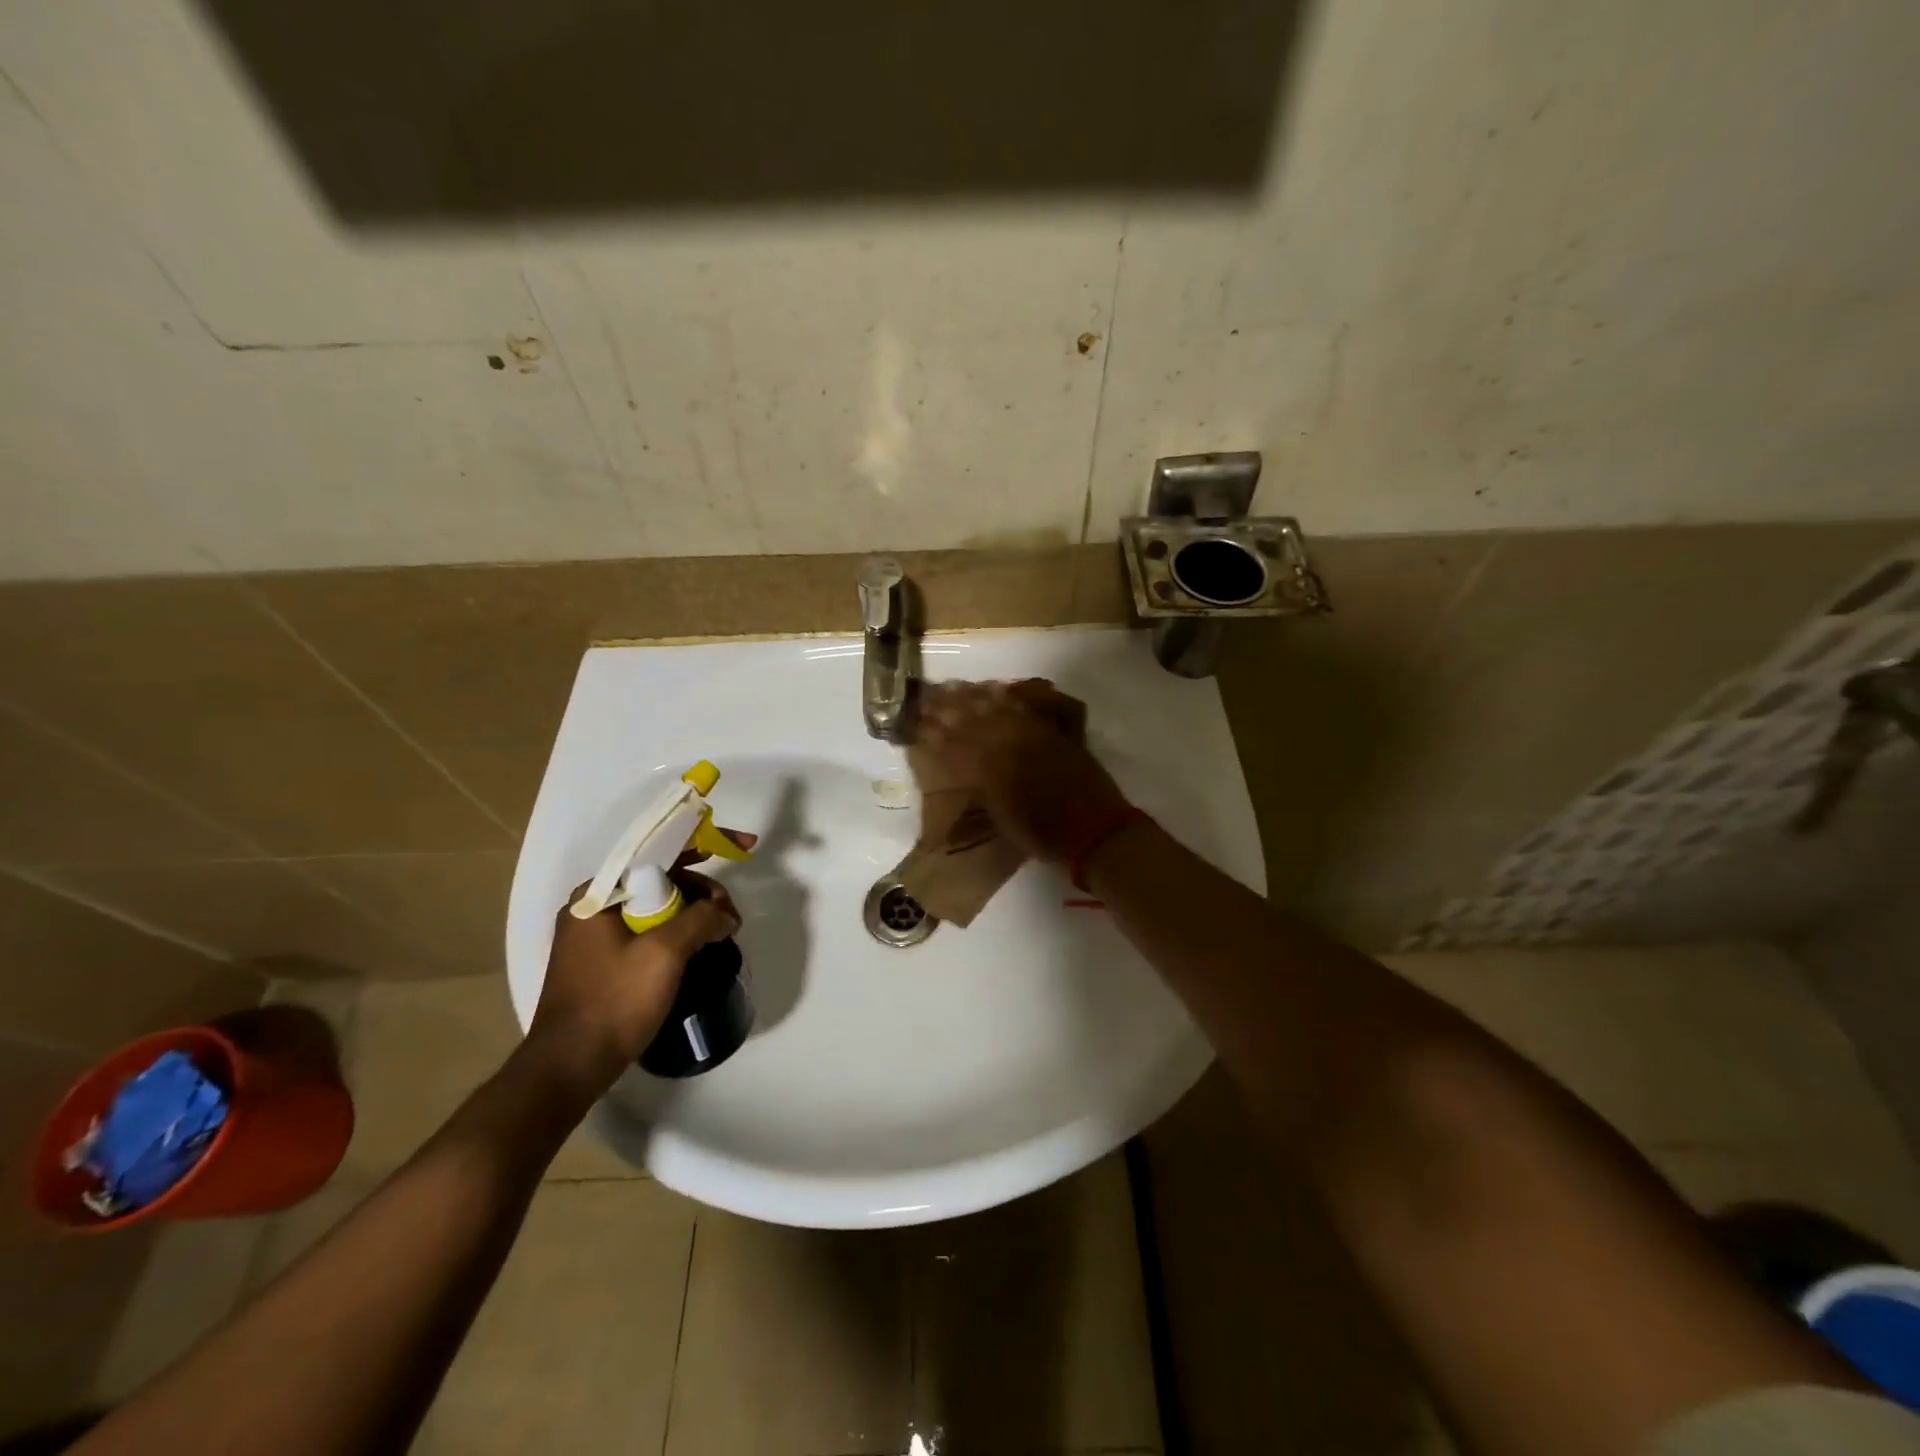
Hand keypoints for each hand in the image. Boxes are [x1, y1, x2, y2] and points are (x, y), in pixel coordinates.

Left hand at [524, 834, 753, 1104]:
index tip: (745, 845)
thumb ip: (701, 919)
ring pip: (656, 906)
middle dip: (703, 890)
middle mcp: (593, 907)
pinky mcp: (601, 962)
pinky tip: (699, 946)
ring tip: (722, 935)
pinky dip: (677, 932)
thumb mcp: (665, 952)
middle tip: (732, 916)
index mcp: (599, 894)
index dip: (706, 843)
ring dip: (693, 913)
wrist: (568, 1069)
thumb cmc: (614, 1002)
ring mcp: (594, 937)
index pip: (659, 852)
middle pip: (661, 879)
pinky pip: (647, 931)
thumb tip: (724, 916)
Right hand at [915, 681, 1130, 863]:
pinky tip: (1003, 689)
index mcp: (992, 768)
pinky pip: (1031, 706)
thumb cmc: (1044, 835)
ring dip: (977, 697)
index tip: (919, 722)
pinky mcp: (1057, 732)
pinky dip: (1014, 696)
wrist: (1094, 832)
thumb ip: (982, 785)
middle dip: (951, 708)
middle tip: (931, 698)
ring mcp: (1036, 735)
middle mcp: (1010, 744)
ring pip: (1000, 708)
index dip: (936, 733)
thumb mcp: (1001, 815)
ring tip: (958, 688)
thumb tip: (962, 765)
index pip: (956, 744)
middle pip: (975, 719)